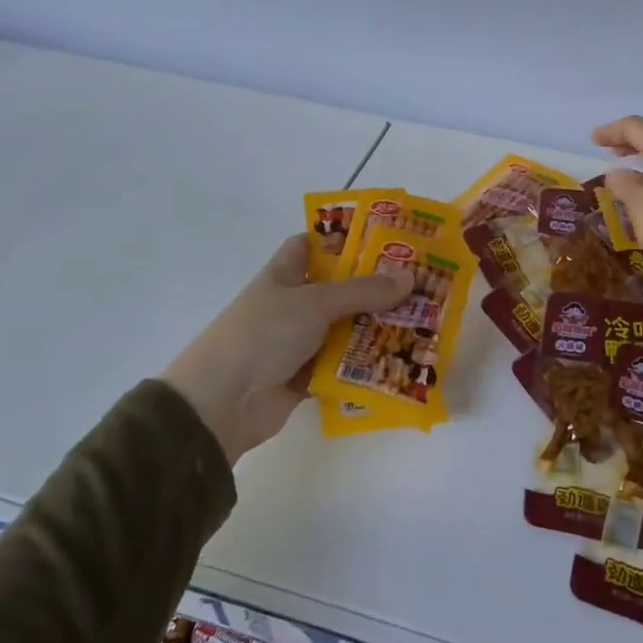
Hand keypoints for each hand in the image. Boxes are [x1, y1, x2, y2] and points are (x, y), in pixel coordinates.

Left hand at [161, 235, 409, 463]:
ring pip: (344, 329)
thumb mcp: (314, 303)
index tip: (381, 239)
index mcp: (284, 275)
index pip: (311, 245)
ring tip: (421, 322)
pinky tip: (399, 361)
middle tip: (419, 284)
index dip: (341, 239)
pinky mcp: (305, 377)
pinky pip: (342, 366)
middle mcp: (292, 305)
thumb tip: (411, 277)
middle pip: (338, 289)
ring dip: (375, 328)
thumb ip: (363, 291)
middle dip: (374, 287)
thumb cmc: (262, 335)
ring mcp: (298, 342)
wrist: (221, 404)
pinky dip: (364, 365)